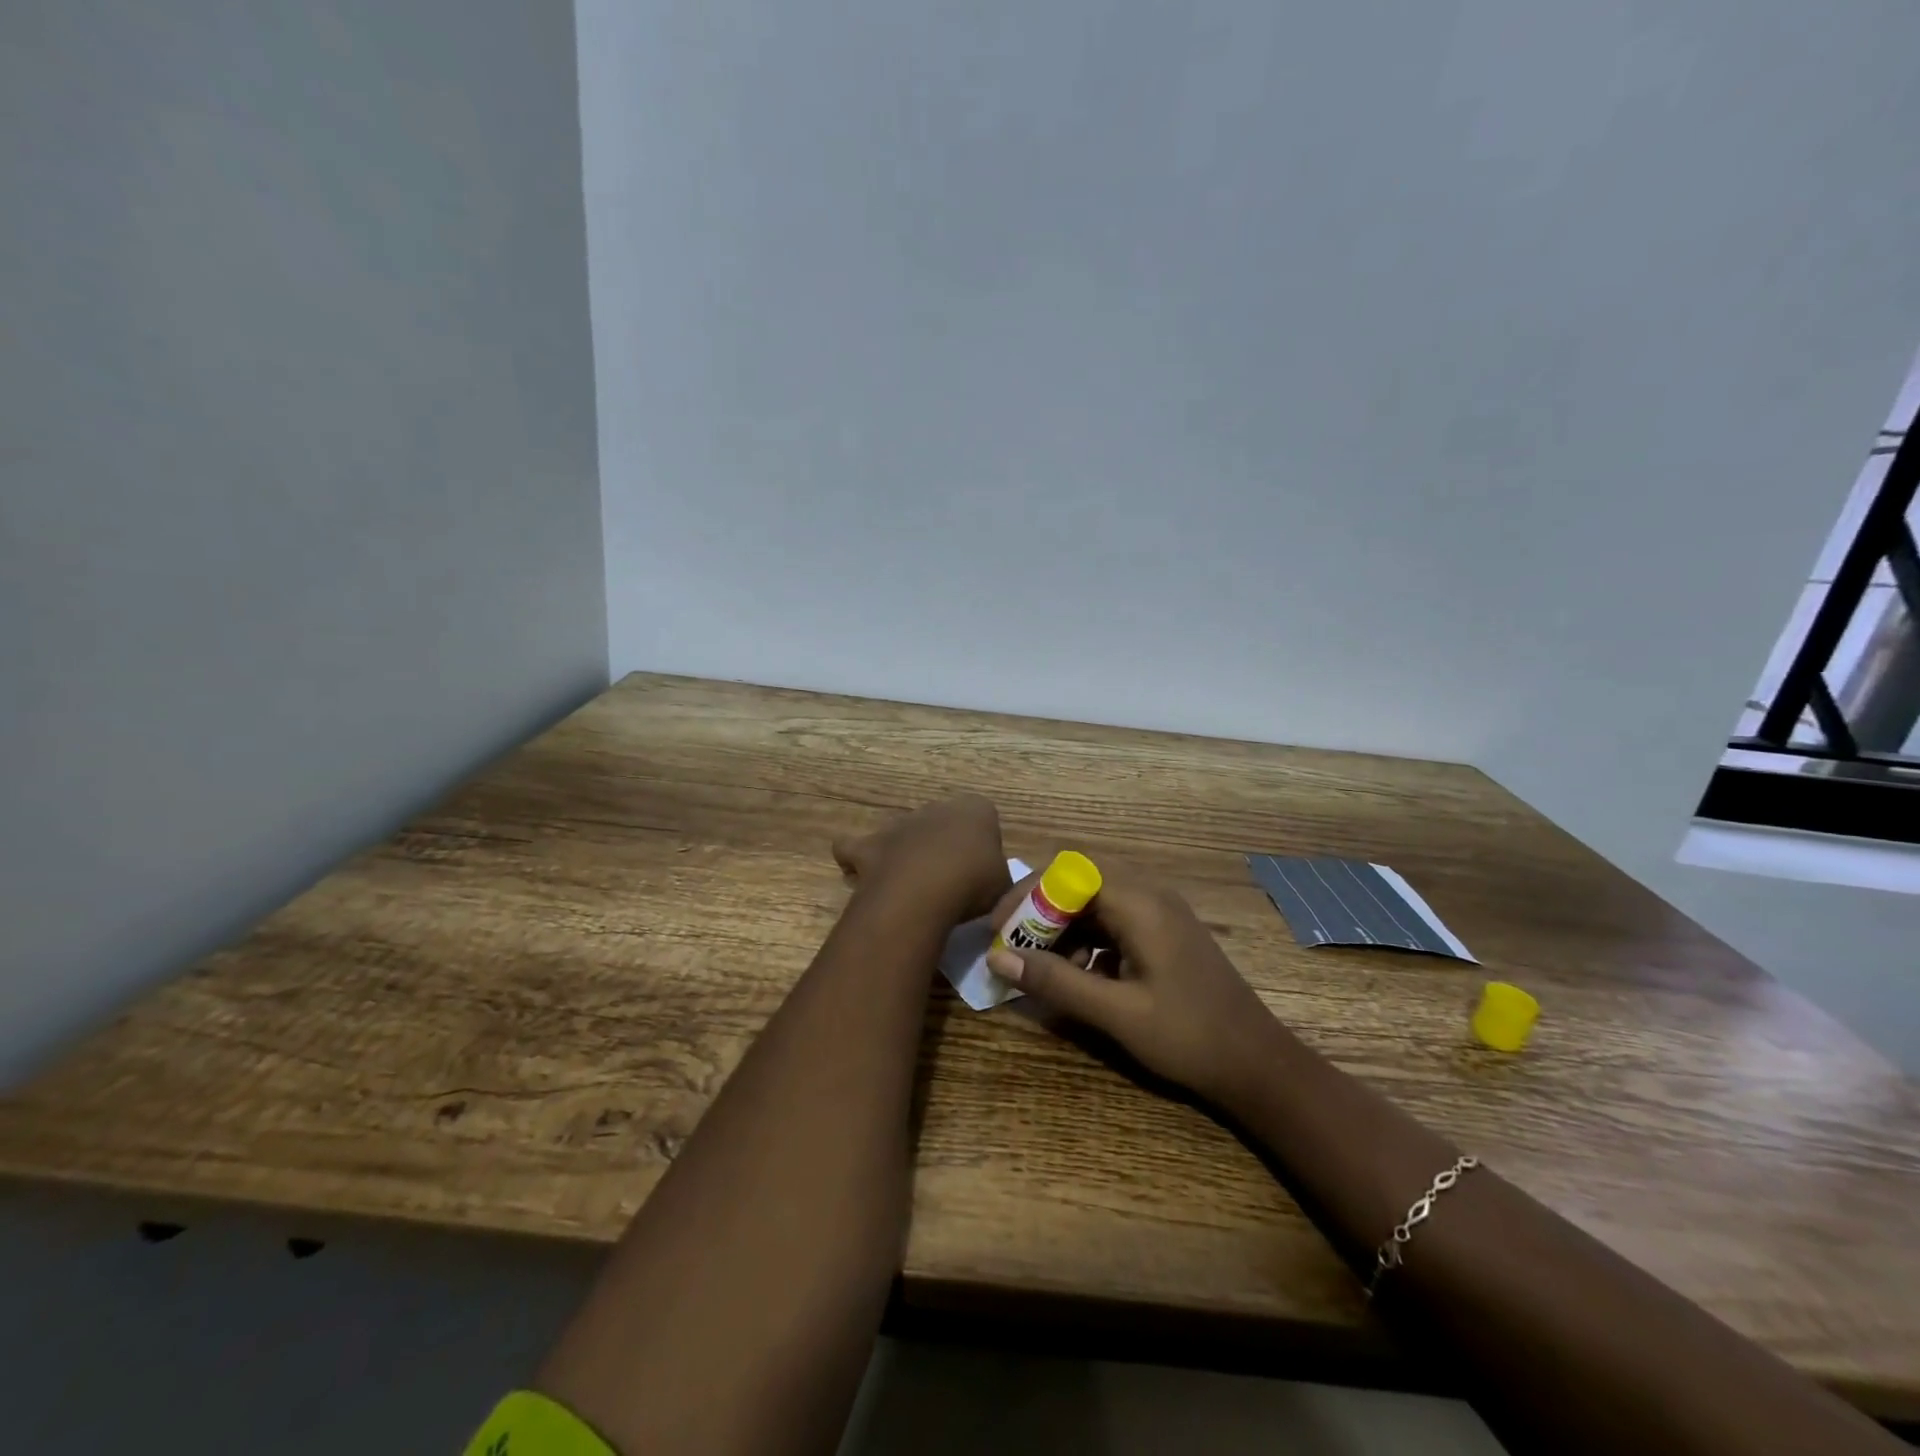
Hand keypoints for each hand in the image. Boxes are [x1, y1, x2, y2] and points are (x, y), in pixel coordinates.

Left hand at [832, 794, 1010, 922]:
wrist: (925, 890)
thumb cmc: (973, 883)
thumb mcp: (1004, 885)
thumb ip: (997, 878)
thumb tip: (990, 884)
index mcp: (975, 809)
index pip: (983, 816)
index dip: (982, 843)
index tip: (982, 870)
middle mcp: (935, 808)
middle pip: (940, 823)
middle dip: (941, 846)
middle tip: (948, 882)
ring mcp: (898, 824)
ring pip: (901, 834)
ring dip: (904, 854)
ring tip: (910, 887)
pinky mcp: (868, 845)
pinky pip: (854, 850)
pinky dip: (856, 862)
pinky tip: (864, 881)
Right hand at [985, 870, 1279, 1107]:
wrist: (1258, 1064)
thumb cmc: (1188, 1036)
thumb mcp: (1116, 1012)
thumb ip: (1056, 981)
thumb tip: (997, 957)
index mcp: (1140, 902)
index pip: (1067, 873)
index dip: (1027, 894)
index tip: (997, 927)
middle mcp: (1149, 894)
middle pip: (1079, 883)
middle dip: (1040, 911)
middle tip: (1011, 946)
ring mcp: (1159, 912)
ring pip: (1094, 903)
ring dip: (1062, 928)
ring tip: (1042, 966)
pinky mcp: (1163, 933)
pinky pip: (1113, 921)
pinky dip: (1087, 940)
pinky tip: (1080, 975)